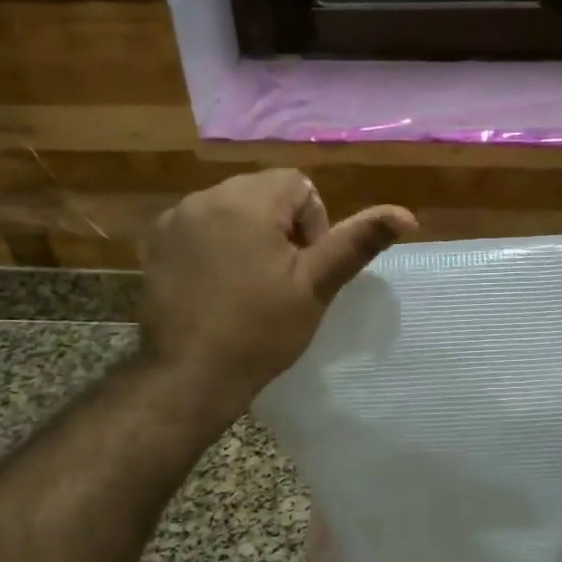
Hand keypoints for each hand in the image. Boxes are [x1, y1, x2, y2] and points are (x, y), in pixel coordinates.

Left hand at [138, 170, 416, 408]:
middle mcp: (205, 197)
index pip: (297, 184)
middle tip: (281, 279)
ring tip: (249, 284)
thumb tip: (406, 215)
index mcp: (247, 201)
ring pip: (230, 208)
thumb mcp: (316, 286)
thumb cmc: (261, 332)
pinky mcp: (155, 242)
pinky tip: (217, 286)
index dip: (313, 223)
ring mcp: (174, 219)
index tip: (304, 267)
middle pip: (262, 192)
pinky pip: (199, 226)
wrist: (191, 376)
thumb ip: (357, 242)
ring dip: (248, 234)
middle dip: (280, 226)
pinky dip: (215, 244)